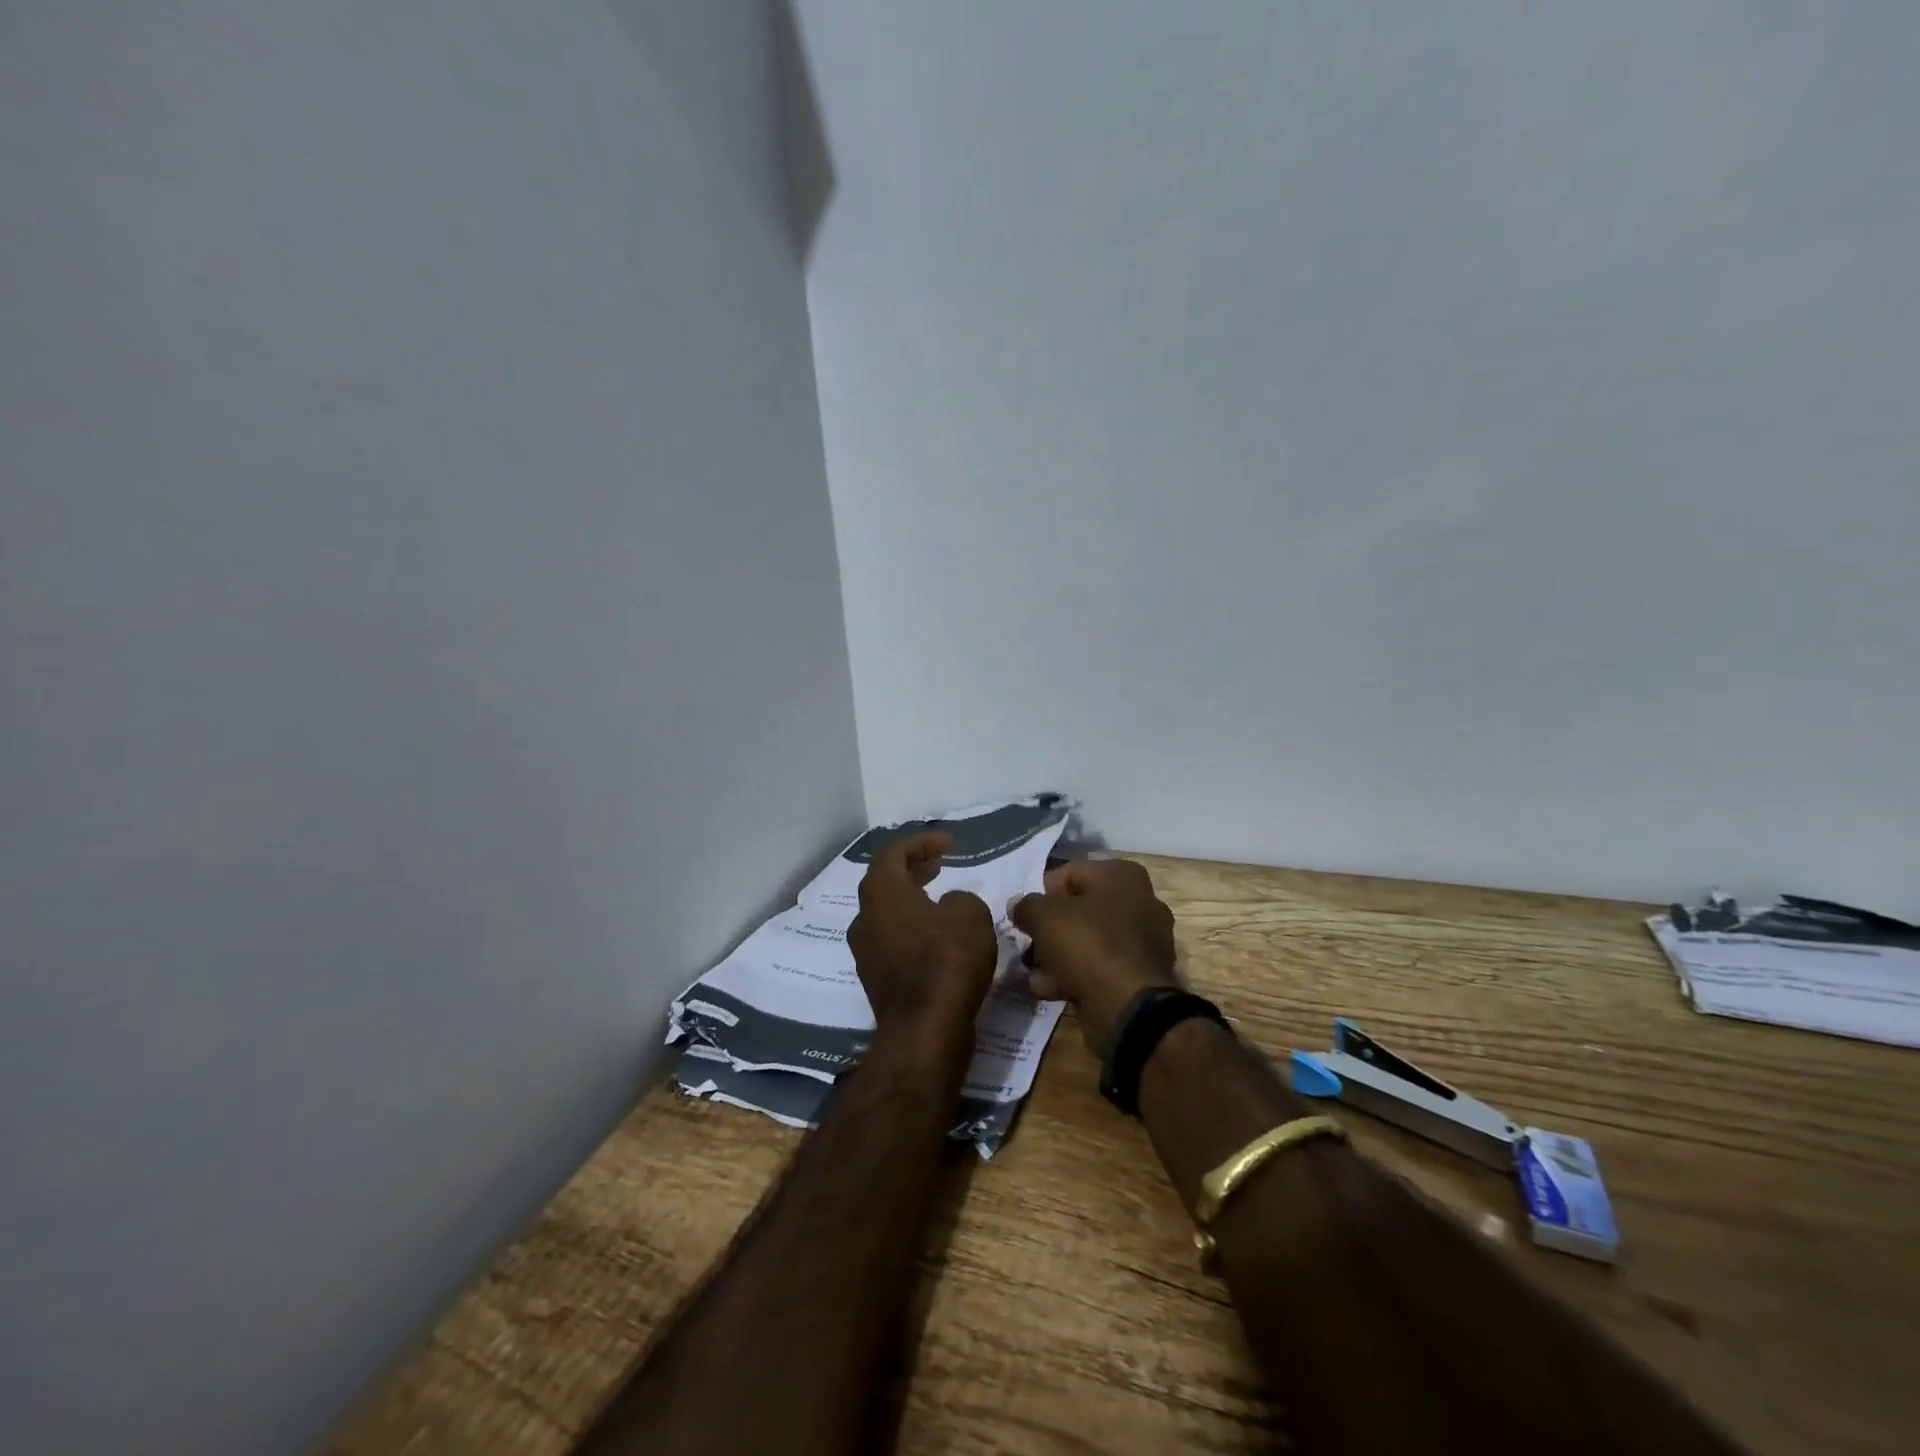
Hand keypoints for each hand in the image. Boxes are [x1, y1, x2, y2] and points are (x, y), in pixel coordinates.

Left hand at [848, 832, 998, 1048]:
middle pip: (885, 883)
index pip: (892, 854)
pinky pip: (893, 941)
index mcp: (881, 894)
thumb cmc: (946, 962)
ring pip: (888, 914)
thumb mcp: (970, 915)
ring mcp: (866, 952)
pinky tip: (940, 939)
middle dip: (913, 869)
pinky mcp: (878, 980)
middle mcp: (865, 919)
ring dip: (912, 901)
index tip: (948, 844)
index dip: (920, 843)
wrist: (924, 1032)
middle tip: (940, 865)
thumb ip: (961, 899)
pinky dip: (913, 930)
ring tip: (942, 900)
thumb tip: (950, 906)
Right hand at [1010, 859, 1178, 1054]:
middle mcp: (1141, 901)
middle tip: (1029, 948)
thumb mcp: (1044, 916)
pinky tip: (1051, 989)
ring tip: (1035, 975)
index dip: (1041, 894)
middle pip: (1080, 910)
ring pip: (1089, 941)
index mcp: (1122, 875)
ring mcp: (1145, 940)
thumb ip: (1026, 906)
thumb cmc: (1087, 944)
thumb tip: (1018, 905)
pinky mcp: (1142, 974)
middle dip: (1050, 930)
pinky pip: (1101, 966)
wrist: (1128, 1005)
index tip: (1024, 917)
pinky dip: (1077, 975)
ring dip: (1059, 956)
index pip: (1069, 874)